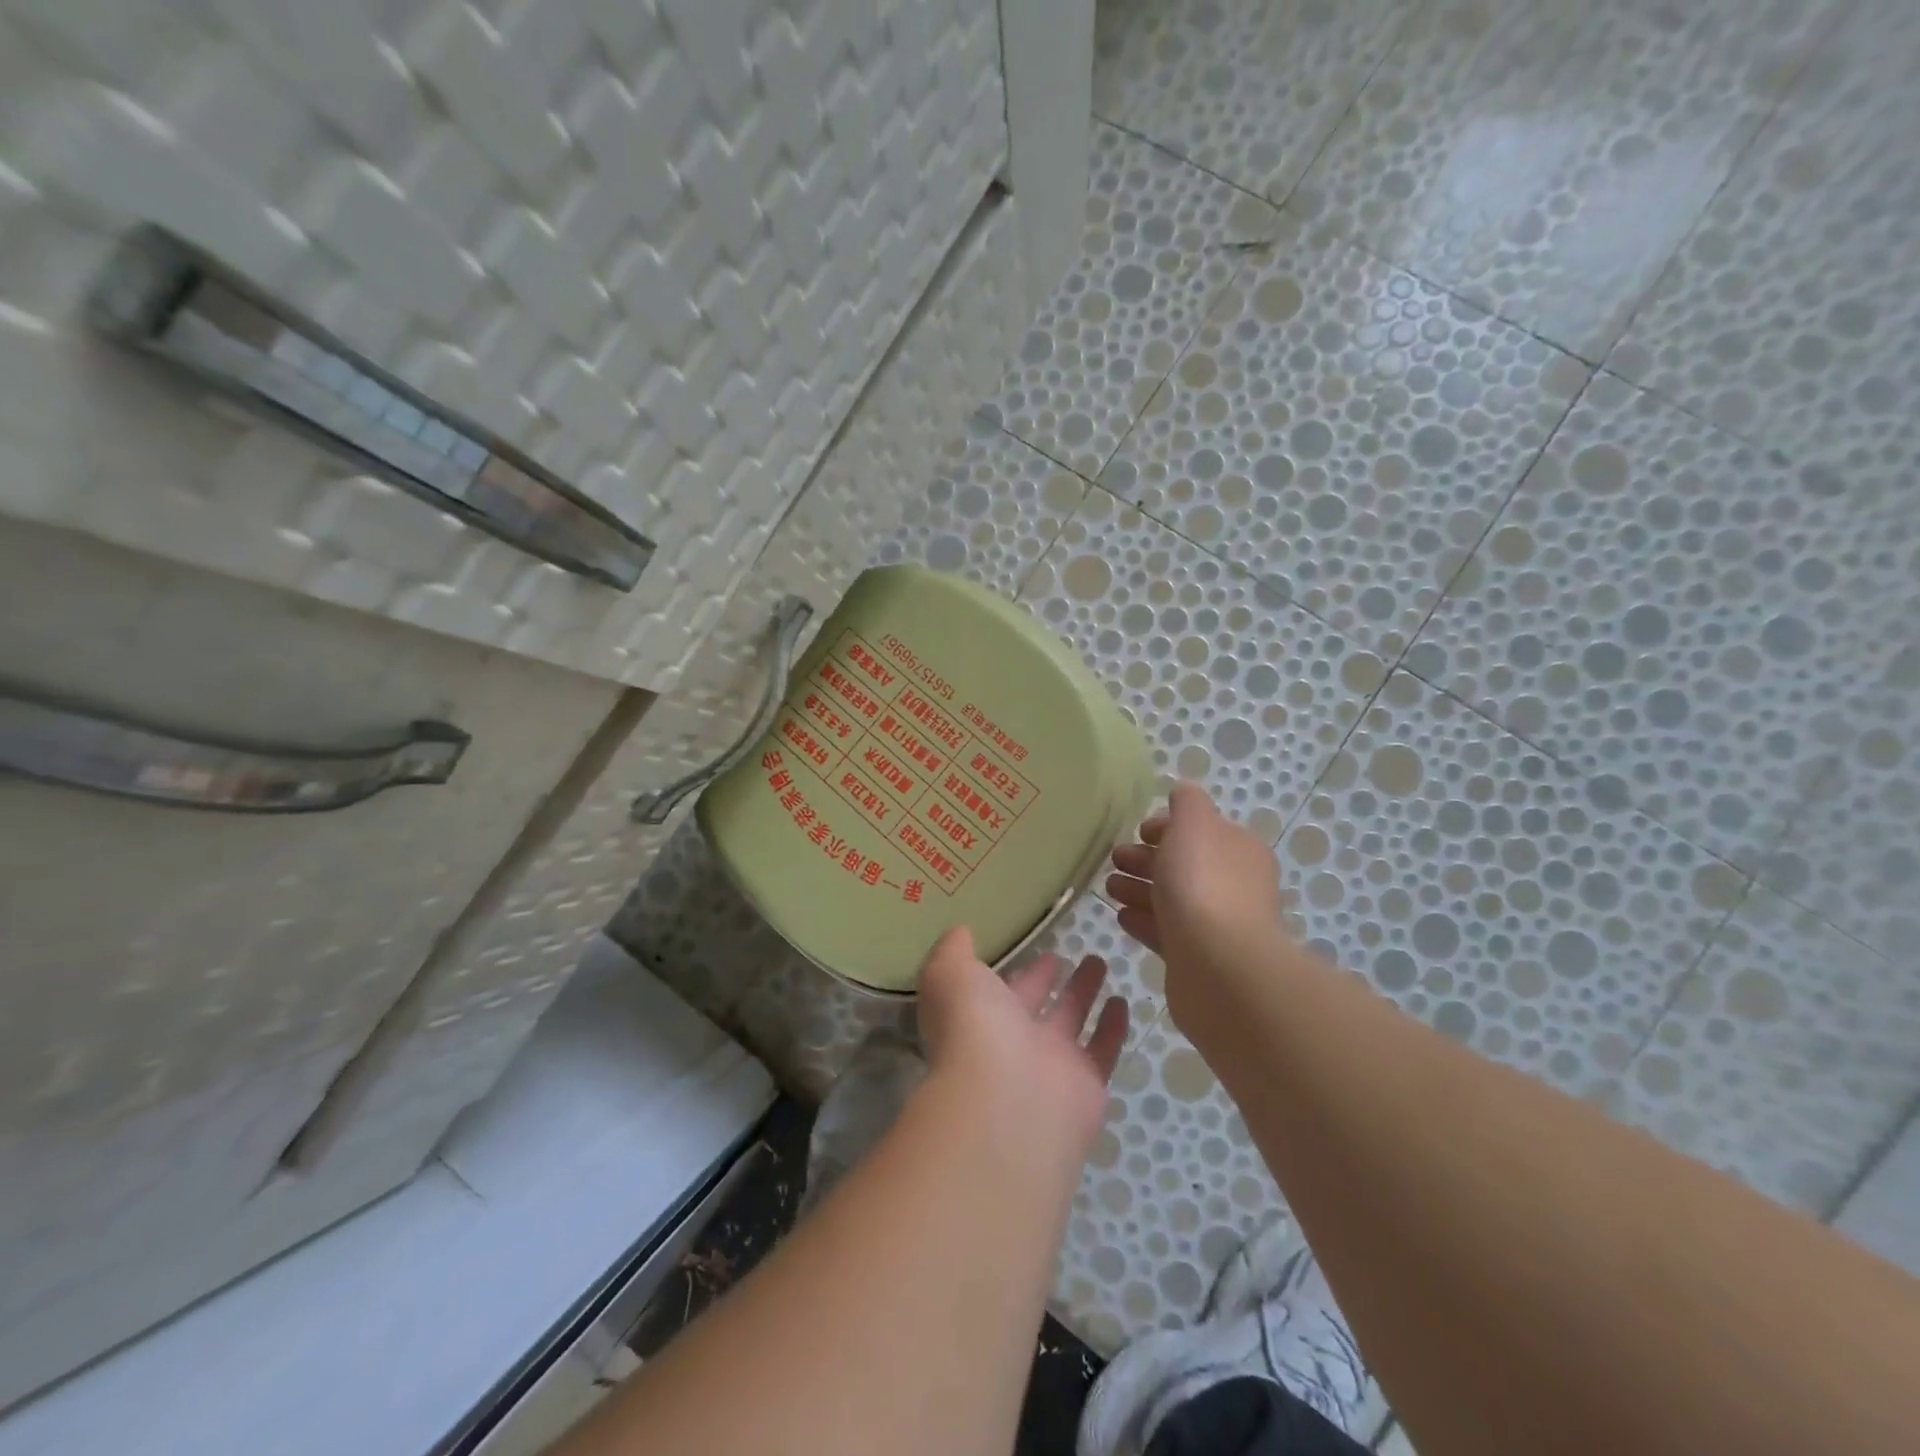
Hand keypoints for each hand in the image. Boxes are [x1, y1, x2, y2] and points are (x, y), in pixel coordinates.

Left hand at [917, 926, 1128, 1159]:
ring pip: (1071, 1021)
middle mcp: (1012, 1042)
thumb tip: (960, 931)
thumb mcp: (950, 973)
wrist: (1005, 1101)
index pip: (999, 990)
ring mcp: (1050, 1066)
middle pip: (1035, 1004)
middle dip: (1047, 979)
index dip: (1018, 970)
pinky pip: (1102, 1049)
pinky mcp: (1086, 1085)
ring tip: (1100, 963)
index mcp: (979, 1017)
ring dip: (1084, 993)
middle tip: (1067, 955)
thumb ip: (952, 950)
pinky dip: (1112, 1027)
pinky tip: (1122, 1001)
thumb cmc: (972, 1028)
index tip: (1038, 947)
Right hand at [1105, 782, 1290, 1015]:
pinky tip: (1120, 916)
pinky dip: (1143, 920)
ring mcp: (1217, 924)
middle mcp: (1233, 885)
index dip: (1167, 827)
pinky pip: (1165, 932)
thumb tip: (1182, 792)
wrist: (1218, 966)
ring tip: (1108, 888)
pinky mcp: (1197, 958)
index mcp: (1238, 849)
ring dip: (1139, 888)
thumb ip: (1187, 802)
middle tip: (1114, 858)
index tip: (1137, 831)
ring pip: (1171, 898)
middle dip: (1147, 858)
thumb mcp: (1193, 824)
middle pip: (1183, 864)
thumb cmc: (1203, 884)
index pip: (1200, 830)